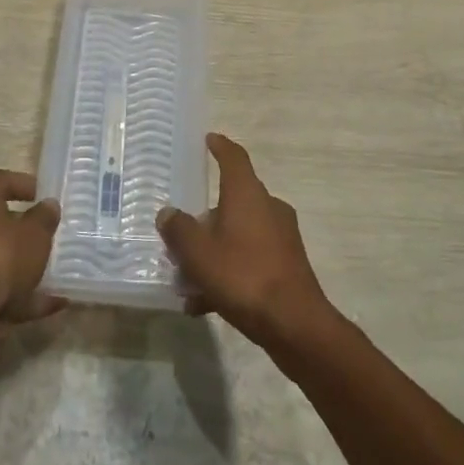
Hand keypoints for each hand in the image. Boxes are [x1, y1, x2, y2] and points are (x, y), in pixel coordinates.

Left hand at [0, 169, 63, 374]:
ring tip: (54, 271)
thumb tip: (48, 205)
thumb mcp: (35, 233)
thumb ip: (44, 217)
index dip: (25, 184)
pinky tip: (51, 302)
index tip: (45, 196)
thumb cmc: (0, 256)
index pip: (1, 180)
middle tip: (48, 233)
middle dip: (23, 228)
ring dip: (22, 263)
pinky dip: (21, 294)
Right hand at [158, 134, 333, 354]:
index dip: (220, 146)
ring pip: (239, 234)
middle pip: (232, 201)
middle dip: (205, 219)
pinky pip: (250, 259)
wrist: (295, 325)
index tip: (209, 139)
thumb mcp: (198, 253)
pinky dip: (228, 272)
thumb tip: (168, 213)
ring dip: (213, 251)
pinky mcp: (287, 265)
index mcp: (247, 193)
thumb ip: (179, 230)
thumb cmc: (243, 276)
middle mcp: (268, 207)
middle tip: (181, 236)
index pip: (234, 157)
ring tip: (186, 280)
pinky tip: (205, 303)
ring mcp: (281, 236)